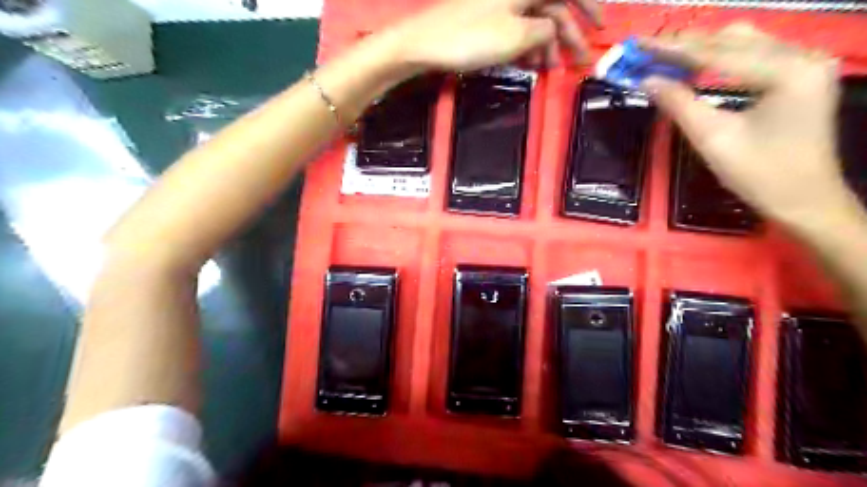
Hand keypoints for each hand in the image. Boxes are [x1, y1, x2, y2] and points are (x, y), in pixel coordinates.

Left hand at [382, 0, 600, 72]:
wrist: (424, 43)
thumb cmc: (472, 38)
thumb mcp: (518, 37)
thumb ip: (546, 33)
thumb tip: (554, 32)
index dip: (589, 7)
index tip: (601, 28)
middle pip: (552, 7)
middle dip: (568, 35)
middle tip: (578, 62)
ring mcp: (499, 4)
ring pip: (533, 21)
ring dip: (545, 45)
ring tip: (549, 70)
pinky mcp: (486, 18)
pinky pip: (516, 29)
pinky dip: (525, 45)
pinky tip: (528, 64)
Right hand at [638, 26, 851, 225]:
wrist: (804, 200)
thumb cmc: (759, 174)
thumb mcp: (713, 139)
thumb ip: (679, 104)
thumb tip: (646, 81)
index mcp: (787, 71)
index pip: (717, 52)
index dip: (672, 49)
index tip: (638, 43)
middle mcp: (802, 55)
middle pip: (732, 39)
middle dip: (685, 45)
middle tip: (645, 51)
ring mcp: (804, 63)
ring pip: (743, 42)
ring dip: (701, 48)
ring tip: (665, 57)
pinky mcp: (799, 75)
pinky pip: (753, 55)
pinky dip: (720, 58)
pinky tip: (696, 66)